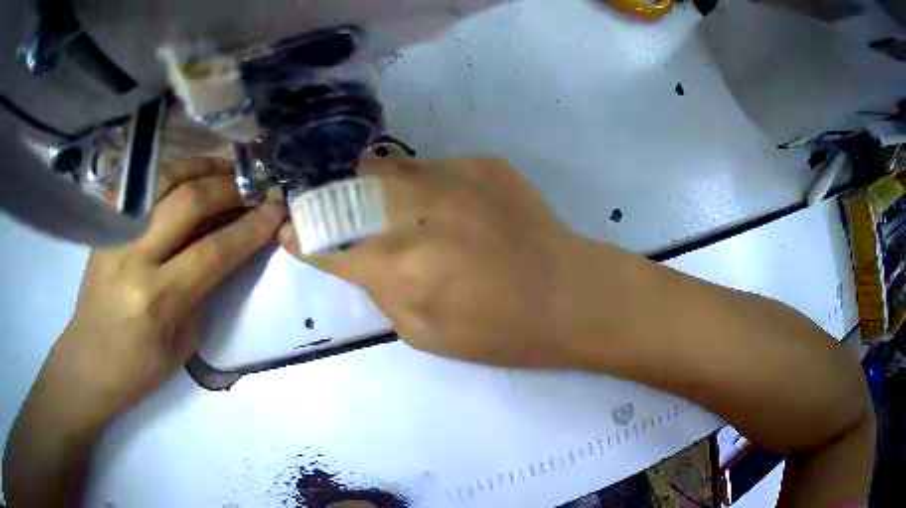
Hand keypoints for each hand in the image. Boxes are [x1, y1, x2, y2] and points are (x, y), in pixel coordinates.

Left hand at [49, 158, 284, 426]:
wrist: (88, 363)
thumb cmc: (138, 370)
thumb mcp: (182, 344)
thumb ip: (202, 291)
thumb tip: (224, 247)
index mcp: (156, 300)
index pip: (213, 252)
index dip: (250, 228)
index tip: (275, 209)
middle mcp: (133, 257)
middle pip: (188, 202)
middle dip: (229, 187)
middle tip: (254, 185)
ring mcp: (114, 235)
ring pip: (163, 180)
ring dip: (200, 168)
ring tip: (225, 170)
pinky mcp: (104, 227)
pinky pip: (140, 185)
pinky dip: (168, 175)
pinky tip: (185, 177)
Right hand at [279, 157, 599, 367]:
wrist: (570, 294)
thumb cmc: (500, 331)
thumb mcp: (425, 334)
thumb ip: (380, 291)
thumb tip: (354, 257)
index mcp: (402, 267)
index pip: (329, 243)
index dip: (302, 238)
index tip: (288, 232)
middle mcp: (419, 213)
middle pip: (346, 188)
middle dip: (326, 198)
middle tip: (326, 208)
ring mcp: (453, 178)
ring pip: (385, 168)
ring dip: (369, 186)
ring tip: (379, 203)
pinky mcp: (482, 163)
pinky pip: (431, 167)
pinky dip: (420, 185)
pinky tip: (443, 206)